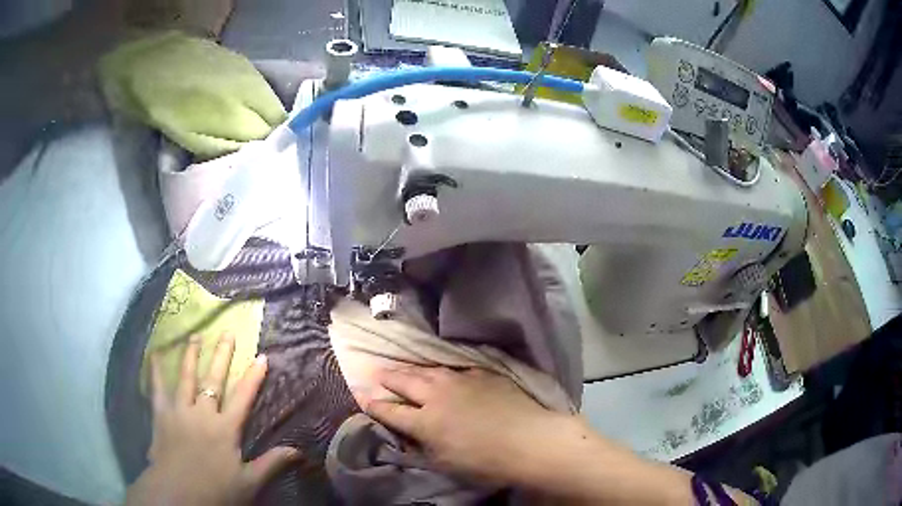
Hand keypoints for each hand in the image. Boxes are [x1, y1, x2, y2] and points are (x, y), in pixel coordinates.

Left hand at [127, 334, 297, 504]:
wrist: (178, 494)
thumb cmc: (216, 490)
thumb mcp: (248, 482)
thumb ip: (271, 464)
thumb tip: (299, 451)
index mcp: (224, 428)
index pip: (243, 397)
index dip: (253, 377)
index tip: (262, 356)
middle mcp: (202, 413)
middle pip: (213, 380)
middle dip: (222, 356)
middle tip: (227, 333)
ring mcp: (179, 411)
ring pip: (186, 378)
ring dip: (191, 356)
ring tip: (195, 336)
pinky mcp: (161, 415)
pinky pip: (158, 389)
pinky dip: (156, 371)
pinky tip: (155, 355)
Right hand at [362, 367, 569, 485]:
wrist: (529, 440)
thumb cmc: (486, 462)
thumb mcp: (445, 463)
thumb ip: (423, 446)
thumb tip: (411, 434)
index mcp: (425, 422)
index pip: (392, 411)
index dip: (374, 405)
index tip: (363, 397)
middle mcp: (437, 396)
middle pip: (405, 382)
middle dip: (388, 378)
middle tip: (376, 373)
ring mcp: (460, 381)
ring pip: (428, 370)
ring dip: (411, 370)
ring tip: (402, 368)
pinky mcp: (482, 374)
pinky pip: (454, 368)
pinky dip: (440, 369)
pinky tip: (440, 370)